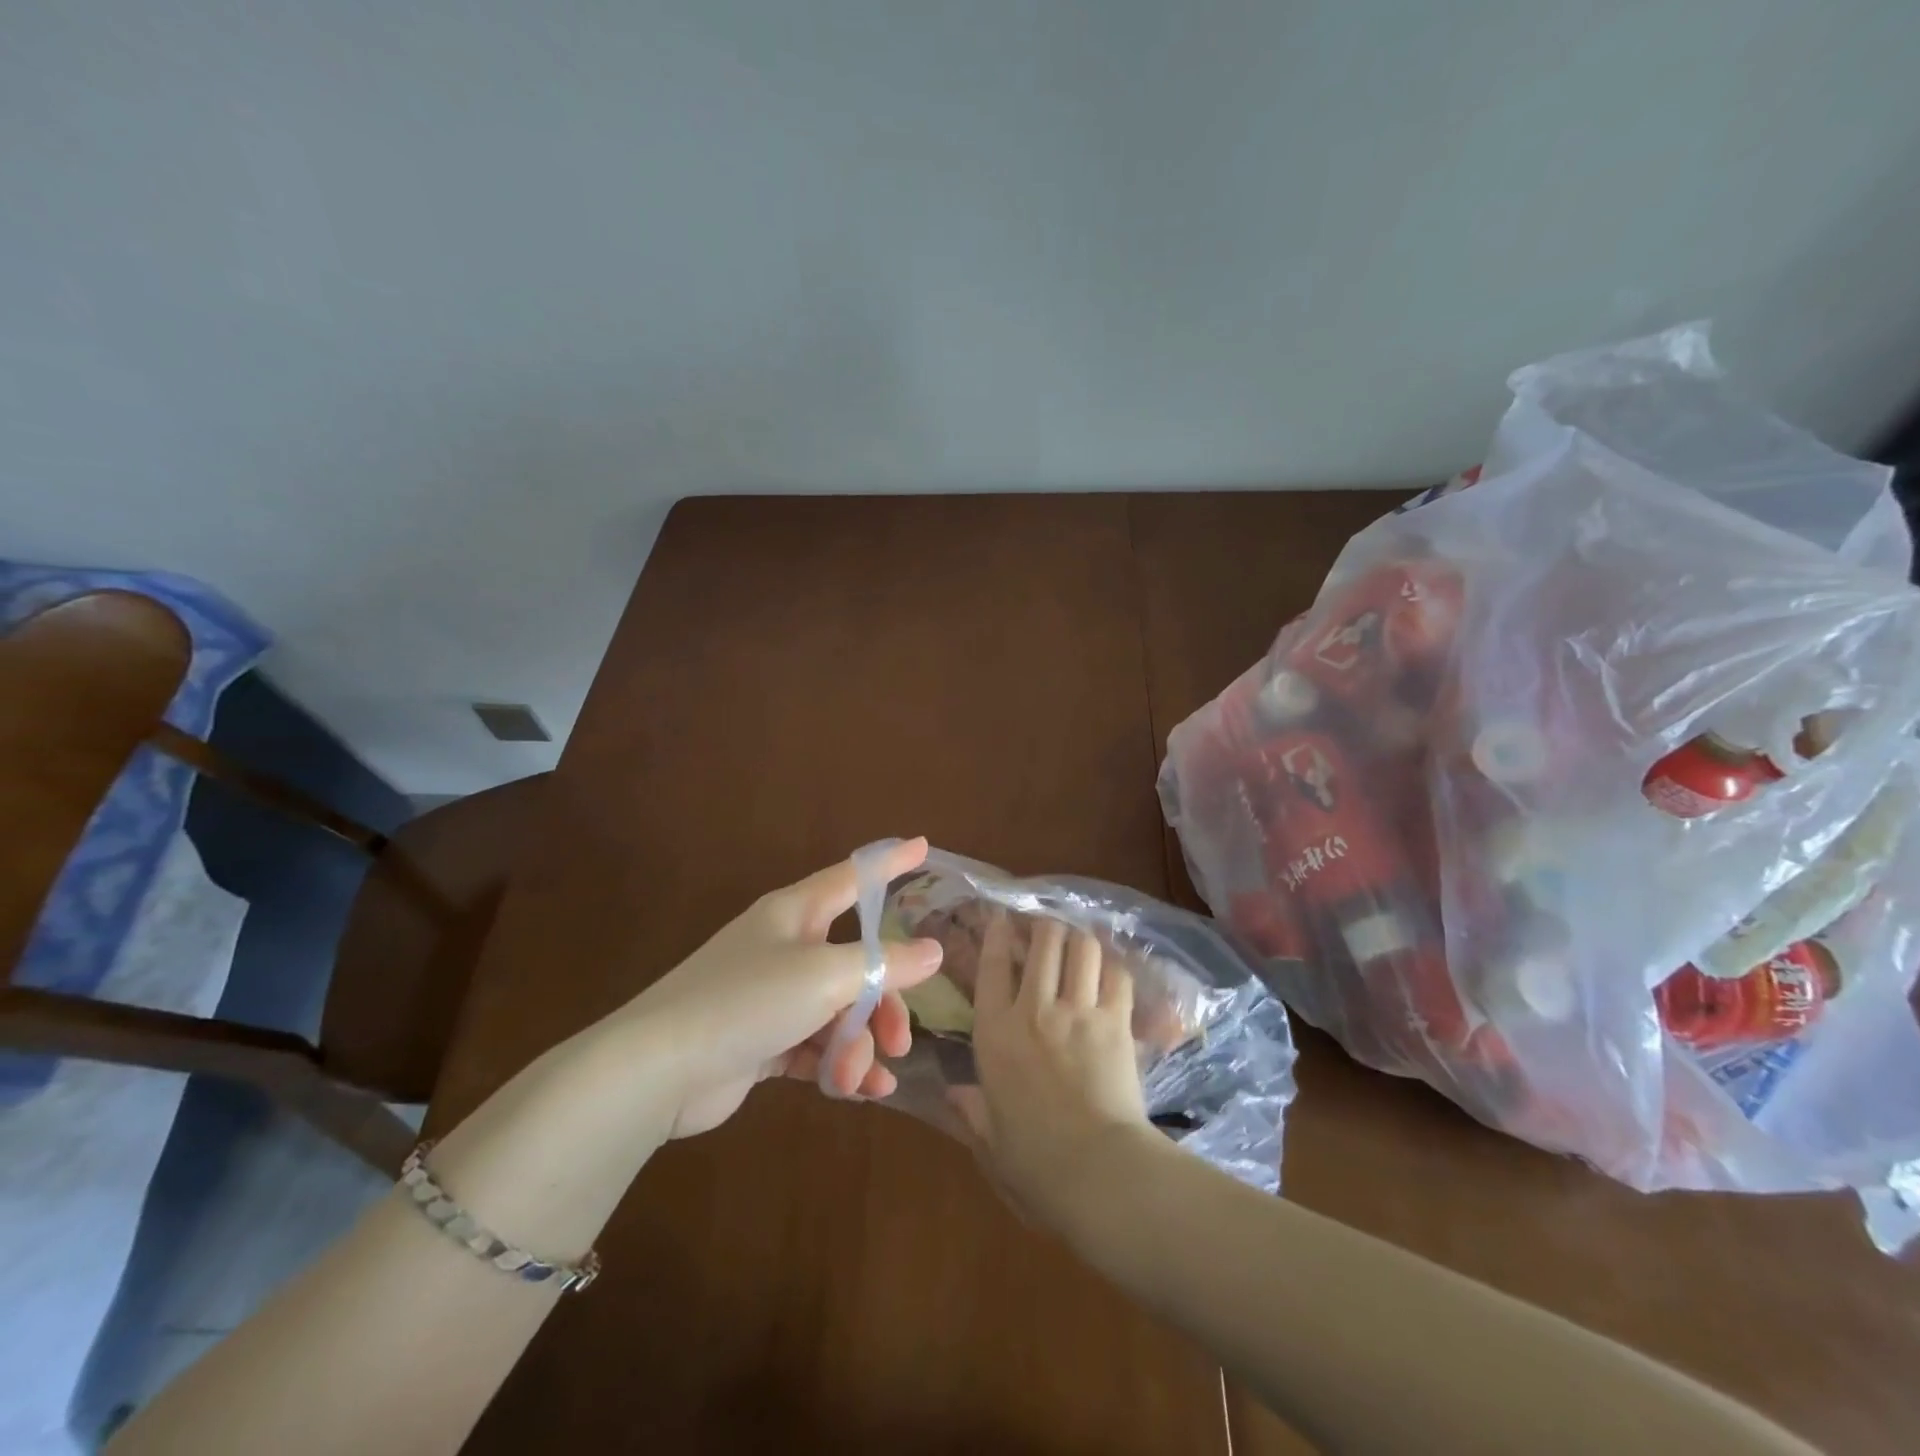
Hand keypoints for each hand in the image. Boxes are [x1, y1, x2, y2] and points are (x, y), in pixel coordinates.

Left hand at [613, 837, 944, 1138]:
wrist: (658, 1070)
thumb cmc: (746, 1001)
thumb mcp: (825, 976)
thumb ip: (884, 964)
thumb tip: (933, 951)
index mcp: (795, 913)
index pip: (853, 877)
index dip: (890, 863)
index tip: (924, 847)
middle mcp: (785, 947)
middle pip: (856, 961)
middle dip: (884, 1001)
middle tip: (901, 1038)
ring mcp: (771, 995)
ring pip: (838, 1010)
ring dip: (859, 1044)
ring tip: (864, 1077)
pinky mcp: (761, 1040)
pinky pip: (815, 1045)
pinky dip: (837, 1065)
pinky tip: (860, 1091)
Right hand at [952, 912, 1155, 1227]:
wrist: (1097, 1172)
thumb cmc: (1034, 1163)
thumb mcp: (990, 1140)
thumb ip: (971, 1111)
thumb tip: (952, 1094)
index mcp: (995, 1034)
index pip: (991, 966)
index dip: (997, 934)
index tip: (1002, 918)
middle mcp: (1034, 1010)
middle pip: (1043, 942)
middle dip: (1045, 926)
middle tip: (1047, 927)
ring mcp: (1078, 1011)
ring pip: (1081, 947)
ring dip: (1079, 937)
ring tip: (1078, 939)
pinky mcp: (1116, 1021)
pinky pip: (1117, 975)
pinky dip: (1113, 965)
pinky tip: (1110, 967)